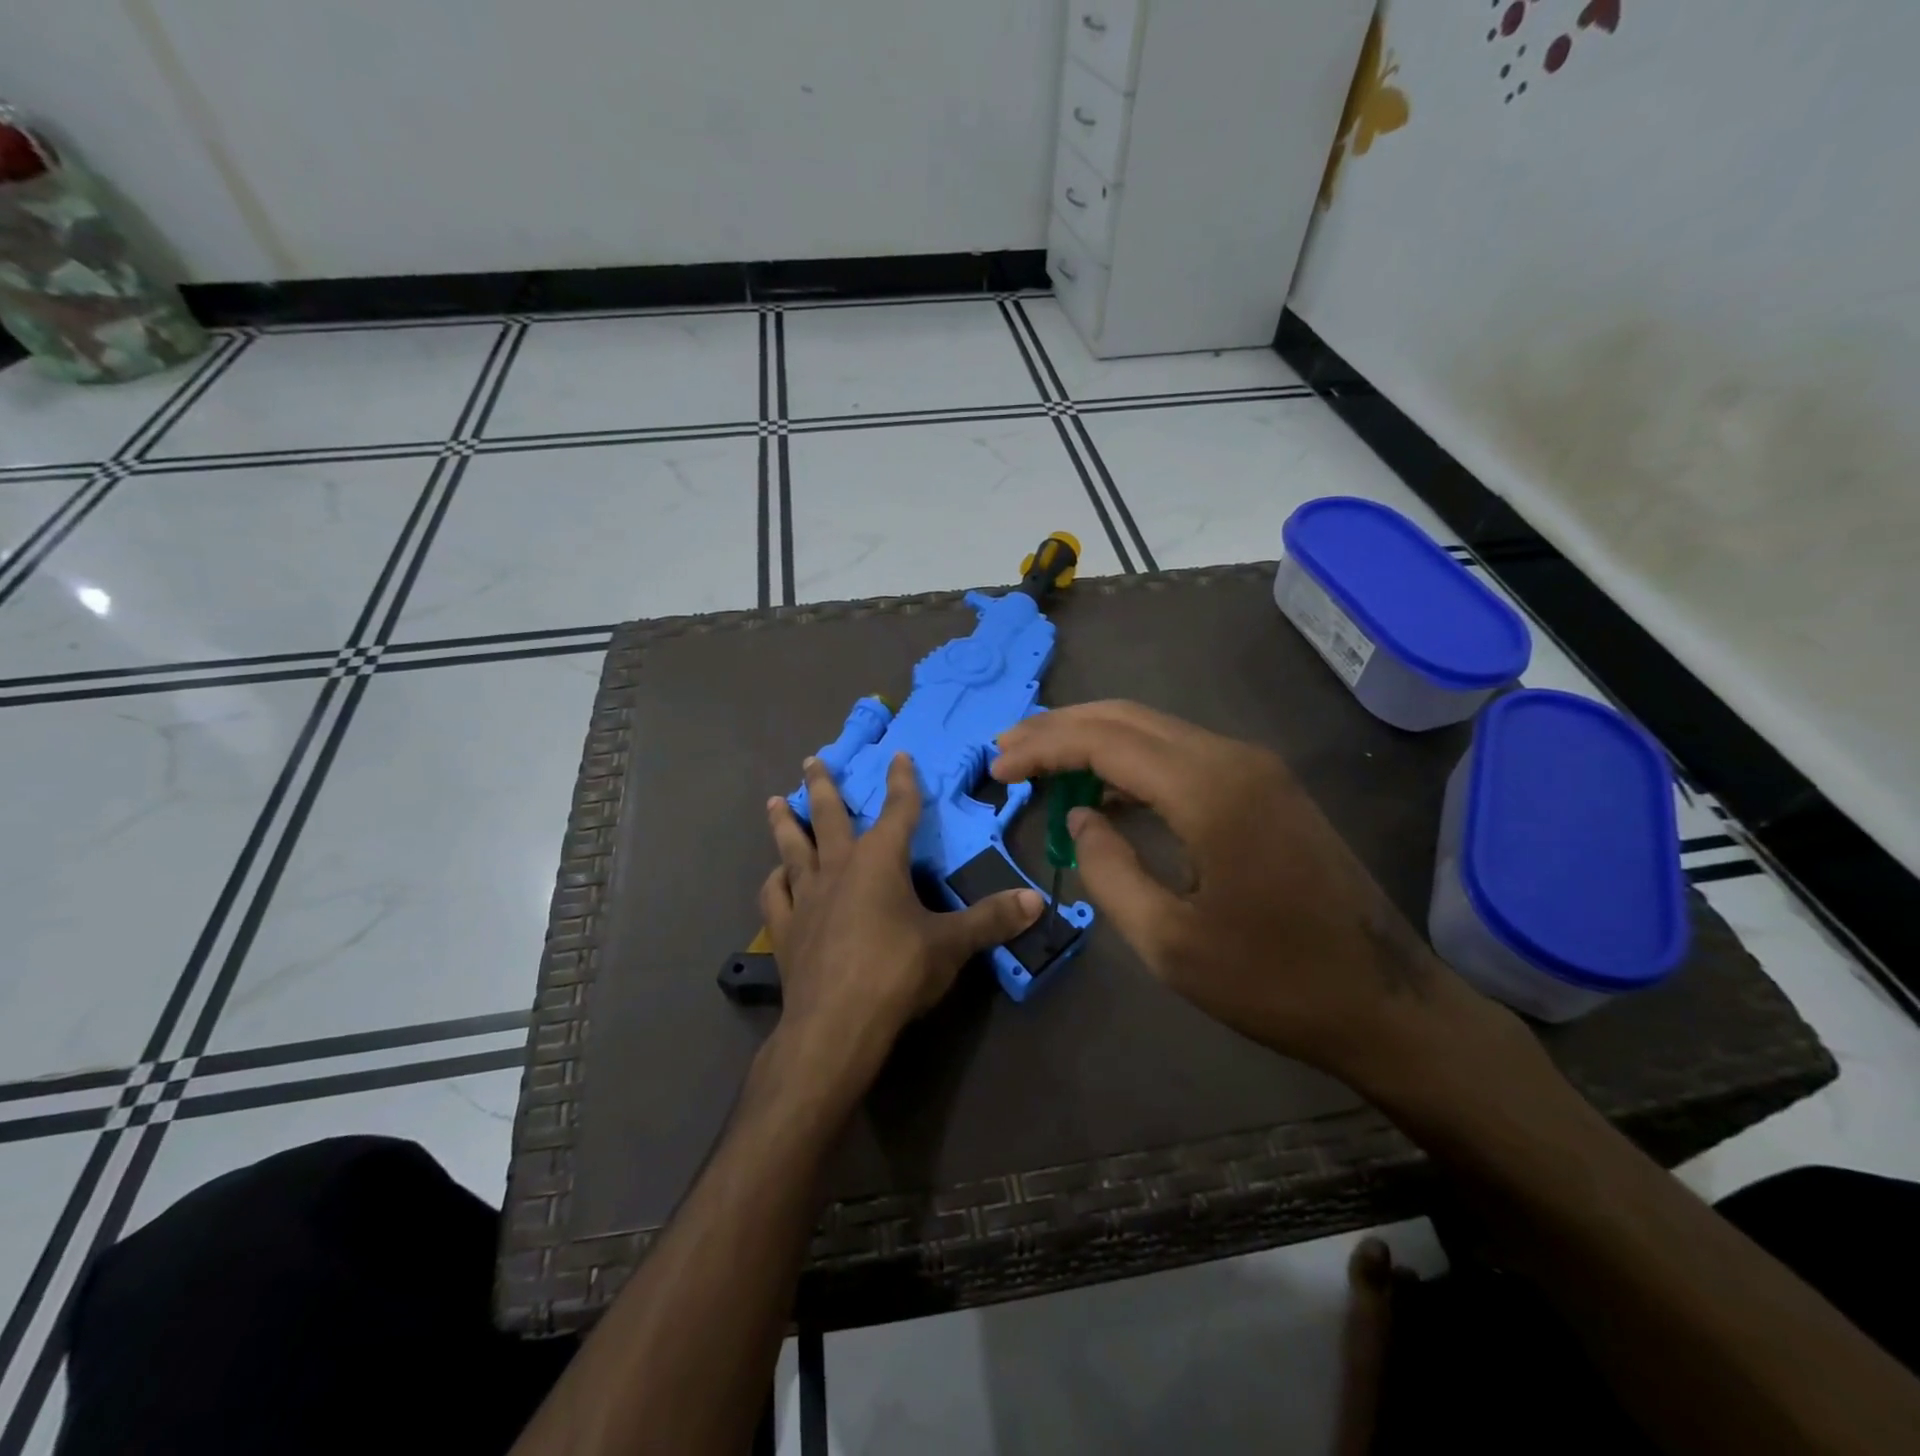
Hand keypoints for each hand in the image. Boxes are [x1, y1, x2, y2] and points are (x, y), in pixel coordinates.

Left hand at [760, 752, 1042, 1097]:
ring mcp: (806, 897)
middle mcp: (838, 868)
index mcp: (879, 861)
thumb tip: (1037, 901)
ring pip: (792, 848)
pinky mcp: (785, 929)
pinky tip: (776, 876)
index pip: (897, 810)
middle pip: (829, 816)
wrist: (836, 1025)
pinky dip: (775, 881)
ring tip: (775, 802)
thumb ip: (992, 920)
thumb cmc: (897, 972)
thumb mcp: (952, 945)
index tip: (899, 756)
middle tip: (812, 759)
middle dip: (823, 785)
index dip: (902, 781)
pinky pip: (775, 895)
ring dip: (785, 823)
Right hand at [991, 701, 1497, 1089]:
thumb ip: (1108, 870)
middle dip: (1060, 727)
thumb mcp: (1168, 941)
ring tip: (1041, 761)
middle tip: (1007, 747)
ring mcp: (1255, 768)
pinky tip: (1104, 788)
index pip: (1104, 741)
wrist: (1384, 1002)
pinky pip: (1182, 753)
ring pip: (1155, 729)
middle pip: (1127, 718)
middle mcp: (1232, 758)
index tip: (997, 766)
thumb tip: (1080, 816)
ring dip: (1094, 738)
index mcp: (1208, 789)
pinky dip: (1132, 760)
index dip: (1043, 747)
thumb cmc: (1272, 980)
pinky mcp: (1265, 786)